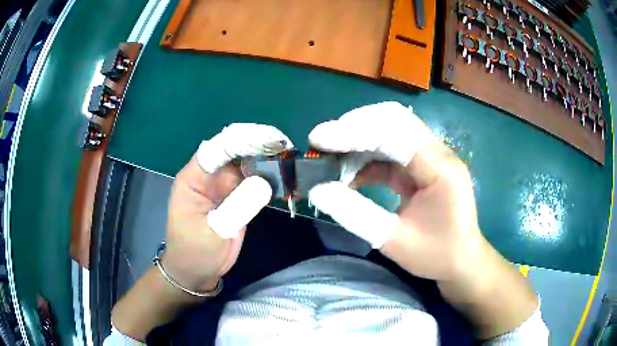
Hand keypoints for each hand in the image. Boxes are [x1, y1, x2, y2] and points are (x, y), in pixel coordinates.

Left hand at [163, 124, 293, 291]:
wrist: (196, 273)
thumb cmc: (195, 253)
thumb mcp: (214, 233)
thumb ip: (237, 207)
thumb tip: (266, 182)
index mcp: (194, 178)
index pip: (217, 149)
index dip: (242, 139)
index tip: (270, 138)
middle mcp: (209, 176)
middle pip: (235, 151)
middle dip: (259, 145)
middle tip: (287, 147)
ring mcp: (224, 187)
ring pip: (247, 165)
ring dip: (268, 161)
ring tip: (291, 158)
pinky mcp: (237, 198)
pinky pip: (254, 183)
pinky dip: (270, 179)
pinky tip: (286, 177)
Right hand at [307, 101, 481, 280]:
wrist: (462, 260)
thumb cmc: (436, 254)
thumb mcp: (394, 241)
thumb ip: (355, 214)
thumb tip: (317, 190)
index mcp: (440, 168)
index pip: (394, 133)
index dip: (354, 131)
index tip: (319, 138)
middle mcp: (438, 153)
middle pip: (393, 120)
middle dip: (354, 127)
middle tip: (322, 143)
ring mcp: (430, 157)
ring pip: (390, 131)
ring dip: (358, 141)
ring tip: (330, 160)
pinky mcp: (421, 165)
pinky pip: (390, 150)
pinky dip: (366, 157)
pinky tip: (349, 175)